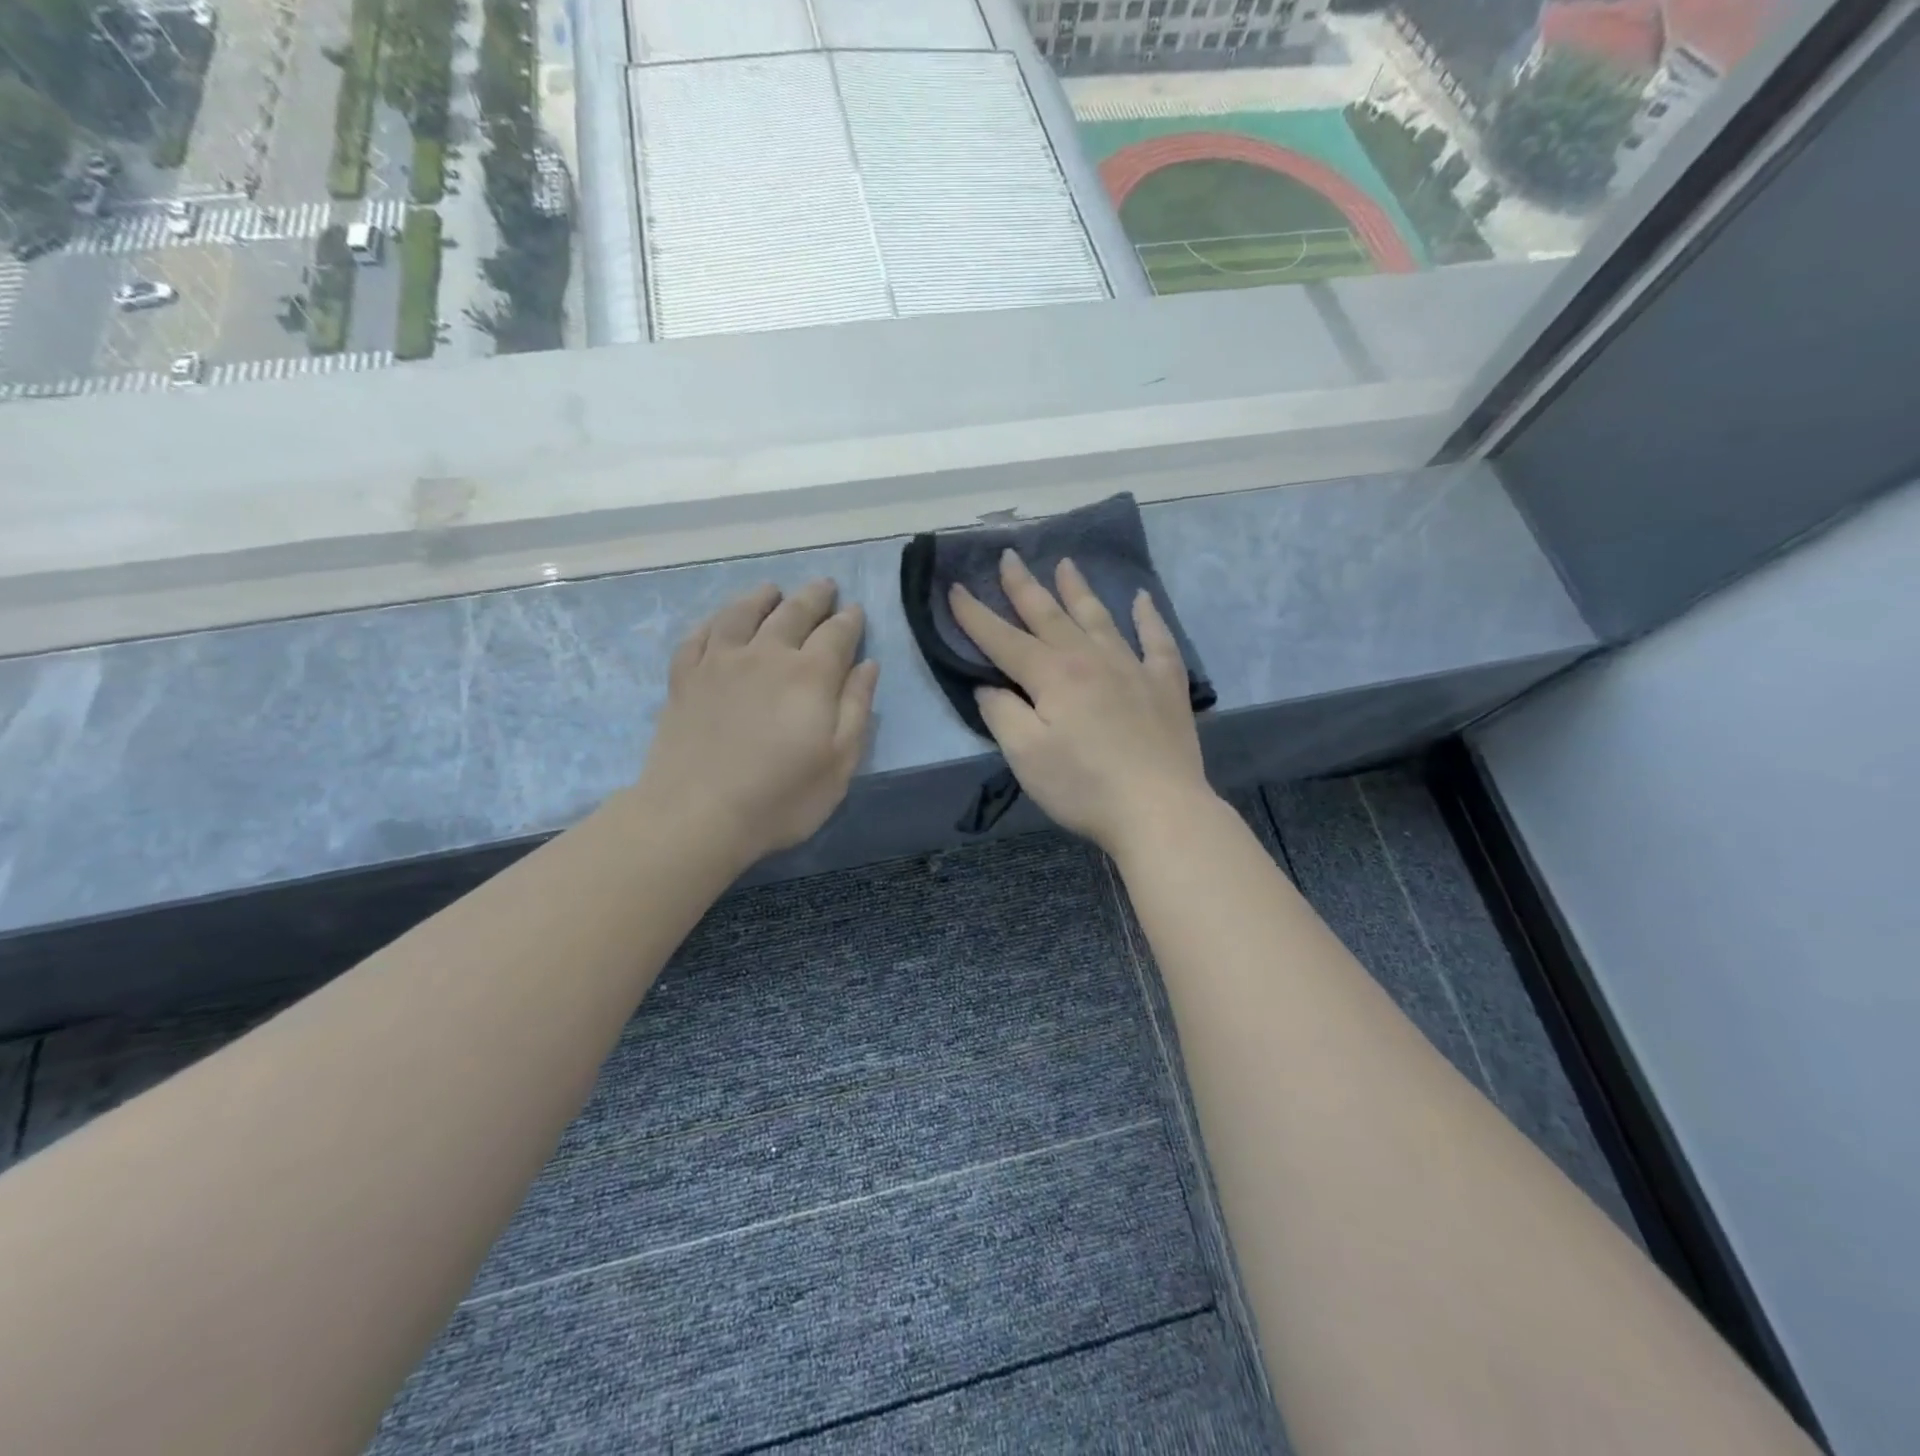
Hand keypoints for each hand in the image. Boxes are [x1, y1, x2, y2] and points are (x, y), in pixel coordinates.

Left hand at [639, 580, 879, 867]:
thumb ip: (856, 708)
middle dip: (814, 597)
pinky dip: (715, 621)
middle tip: (825, 586)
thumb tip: (867, 665)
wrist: (696, 814)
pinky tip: (720, 621)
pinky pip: (700, 635)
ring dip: (762, 597)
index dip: (850, 620)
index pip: (837, 634)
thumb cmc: (780, 797)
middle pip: (793, 612)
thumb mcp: (839, 762)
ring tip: (773, 590)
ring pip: (743, 613)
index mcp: (811, 675)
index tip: (855, 611)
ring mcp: (719, 662)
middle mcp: (766, 654)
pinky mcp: (684, 677)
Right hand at [948, 551, 1214, 857]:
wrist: (1159, 810)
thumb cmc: (1084, 787)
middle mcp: (1091, 659)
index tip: (954, 588)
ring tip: (1066, 563)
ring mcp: (1133, 668)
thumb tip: (989, 686)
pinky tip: (1142, 599)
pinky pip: (1157, 641)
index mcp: (1052, 675)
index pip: (1003, 639)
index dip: (975, 615)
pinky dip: (1149, 617)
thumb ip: (1003, 714)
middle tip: (1008, 556)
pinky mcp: (1165, 685)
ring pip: (1099, 618)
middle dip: (1024, 586)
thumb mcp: (1026, 756)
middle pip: (1050, 615)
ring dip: (1078, 590)